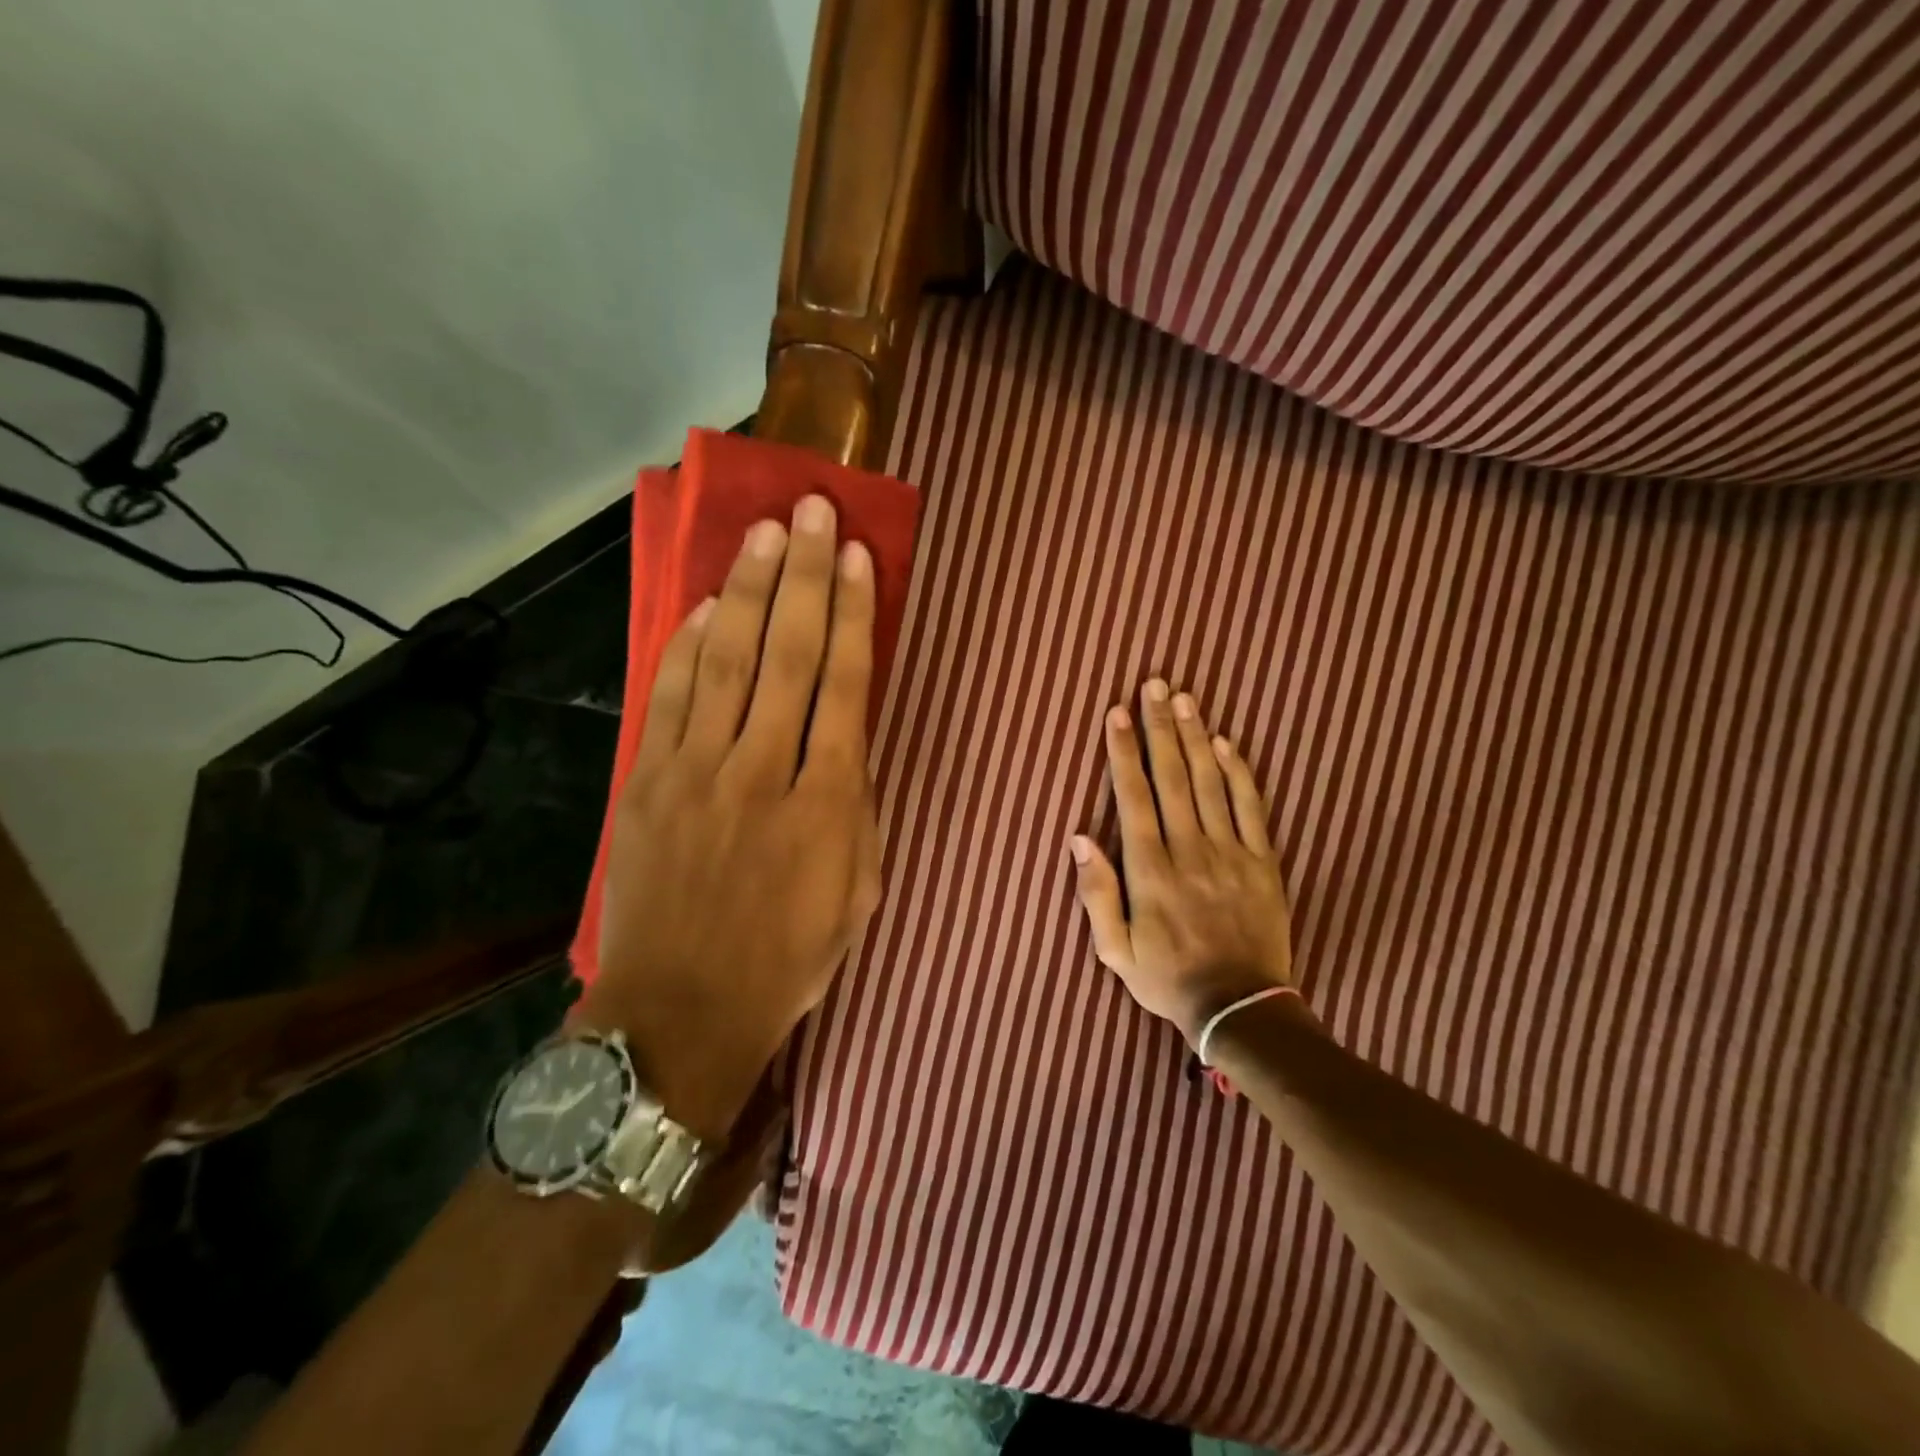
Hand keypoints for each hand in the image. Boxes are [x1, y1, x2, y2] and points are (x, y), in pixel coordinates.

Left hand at [577, 494, 881, 1140]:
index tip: (859, 559)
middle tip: (813, 512)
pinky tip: (704, 604)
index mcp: (825, 804)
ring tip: (765, 534)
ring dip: (747, 591)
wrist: (679, 1014)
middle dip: (804, 577)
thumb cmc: (787, 960)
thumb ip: (857, 805)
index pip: (843, 686)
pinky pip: (669, 697)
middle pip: (786, 655)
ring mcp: (694, 773)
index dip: (853, 616)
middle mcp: (761, 773)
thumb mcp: (856, 890)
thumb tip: (847, 736)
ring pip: (726, 661)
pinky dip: (686, 645)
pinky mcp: (644, 784)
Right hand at [1071, 680, 1292, 1045]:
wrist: (1240, 1009)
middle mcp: (1189, 851)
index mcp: (1150, 870)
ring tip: (1185, 699)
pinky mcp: (1263, 863)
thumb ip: (1096, 893)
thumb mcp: (1114, 950)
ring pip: (1211, 783)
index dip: (1123, 752)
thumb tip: (1079, 838)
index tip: (1117, 713)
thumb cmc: (1167, 978)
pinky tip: (1227, 743)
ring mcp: (1231, 854)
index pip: (1134, 797)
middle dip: (1160, 728)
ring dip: (1196, 737)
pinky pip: (1251, 809)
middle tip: (1155, 685)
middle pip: (1173, 777)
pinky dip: (1239, 773)